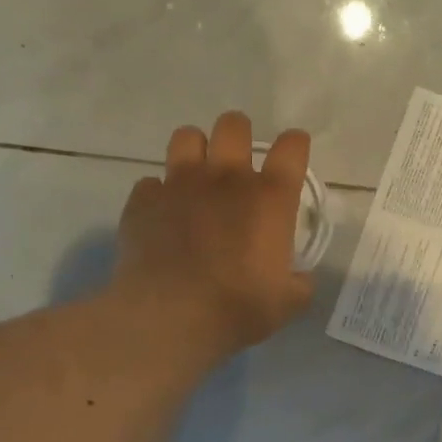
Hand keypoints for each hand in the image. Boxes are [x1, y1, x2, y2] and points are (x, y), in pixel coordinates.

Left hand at [113, 112, 314, 361]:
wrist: (169, 316)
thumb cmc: (237, 308)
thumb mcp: (287, 303)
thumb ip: (298, 283)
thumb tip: (298, 278)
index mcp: (269, 198)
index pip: (291, 148)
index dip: (294, 145)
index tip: (292, 154)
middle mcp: (226, 178)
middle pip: (233, 125)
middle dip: (239, 134)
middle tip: (238, 161)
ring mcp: (179, 184)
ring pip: (186, 136)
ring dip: (195, 150)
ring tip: (197, 176)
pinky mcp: (143, 200)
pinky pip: (150, 183)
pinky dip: (158, 195)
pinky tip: (162, 216)